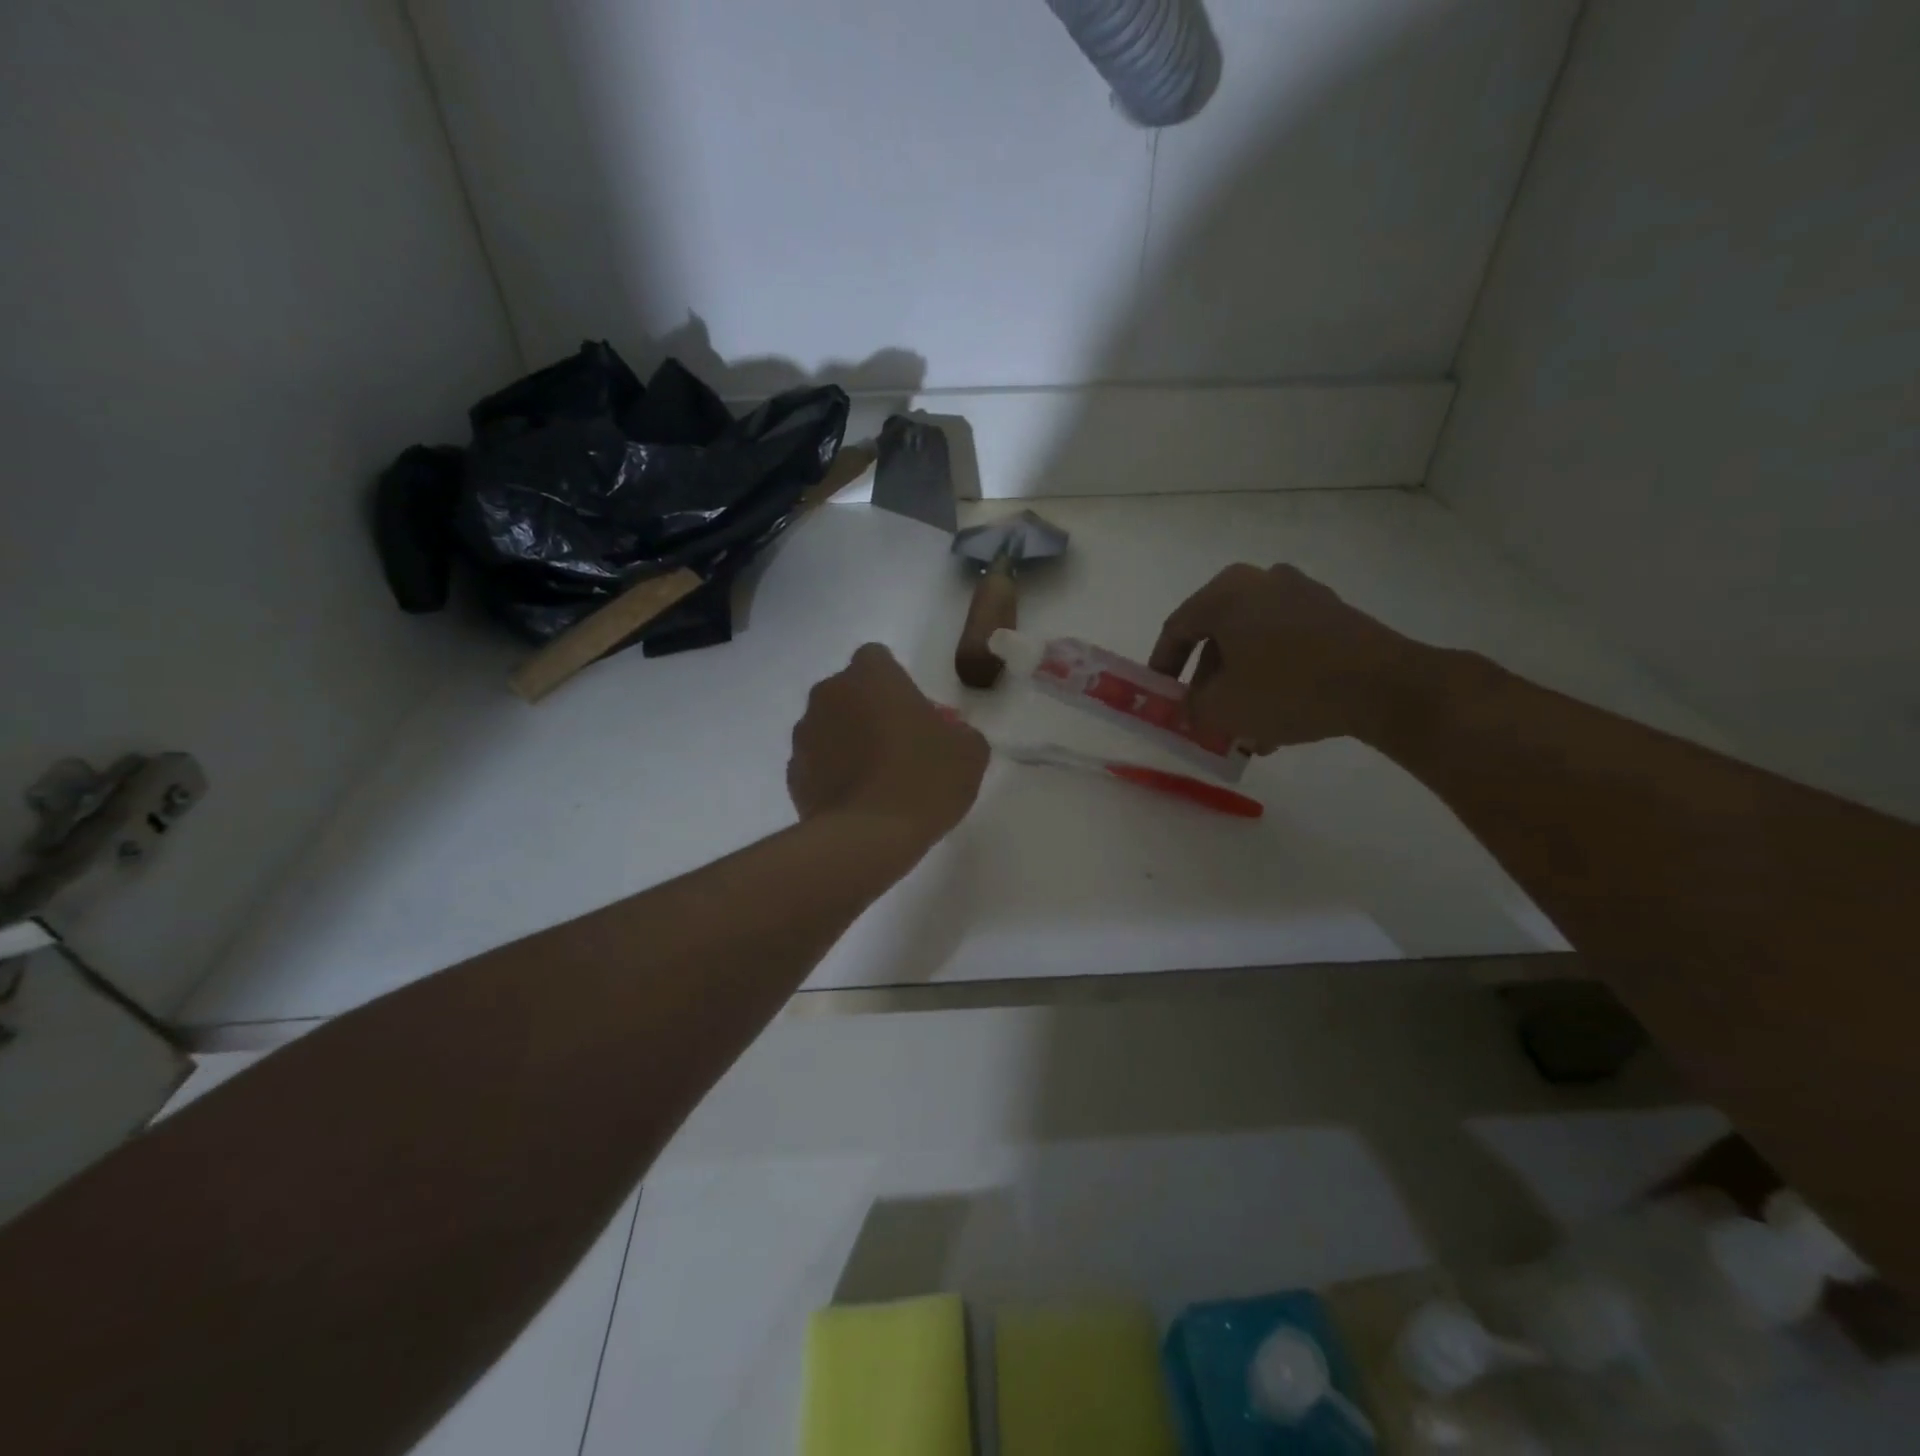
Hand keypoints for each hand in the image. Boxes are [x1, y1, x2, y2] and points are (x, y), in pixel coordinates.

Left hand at [788, 645, 988, 844]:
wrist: (868, 838)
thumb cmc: (923, 780)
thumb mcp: (969, 752)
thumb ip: (959, 731)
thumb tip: (949, 734)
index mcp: (871, 676)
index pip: (878, 658)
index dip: (896, 684)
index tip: (914, 713)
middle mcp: (829, 694)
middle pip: (850, 692)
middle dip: (869, 710)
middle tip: (899, 746)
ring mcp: (804, 734)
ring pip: (830, 726)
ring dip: (848, 741)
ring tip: (877, 779)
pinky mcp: (793, 774)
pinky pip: (818, 763)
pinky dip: (833, 774)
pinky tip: (857, 802)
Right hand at [1148, 564, 1420, 751]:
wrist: (1384, 685)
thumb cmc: (1287, 688)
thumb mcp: (1223, 708)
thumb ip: (1191, 708)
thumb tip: (1189, 708)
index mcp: (1226, 593)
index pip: (1177, 629)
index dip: (1162, 667)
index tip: (1160, 697)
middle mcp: (1260, 581)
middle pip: (1217, 637)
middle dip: (1207, 683)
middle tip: (1204, 716)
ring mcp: (1301, 593)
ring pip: (1252, 644)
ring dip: (1241, 685)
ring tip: (1244, 729)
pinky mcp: (1333, 613)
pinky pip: (1285, 644)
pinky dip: (1272, 676)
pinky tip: (1278, 718)